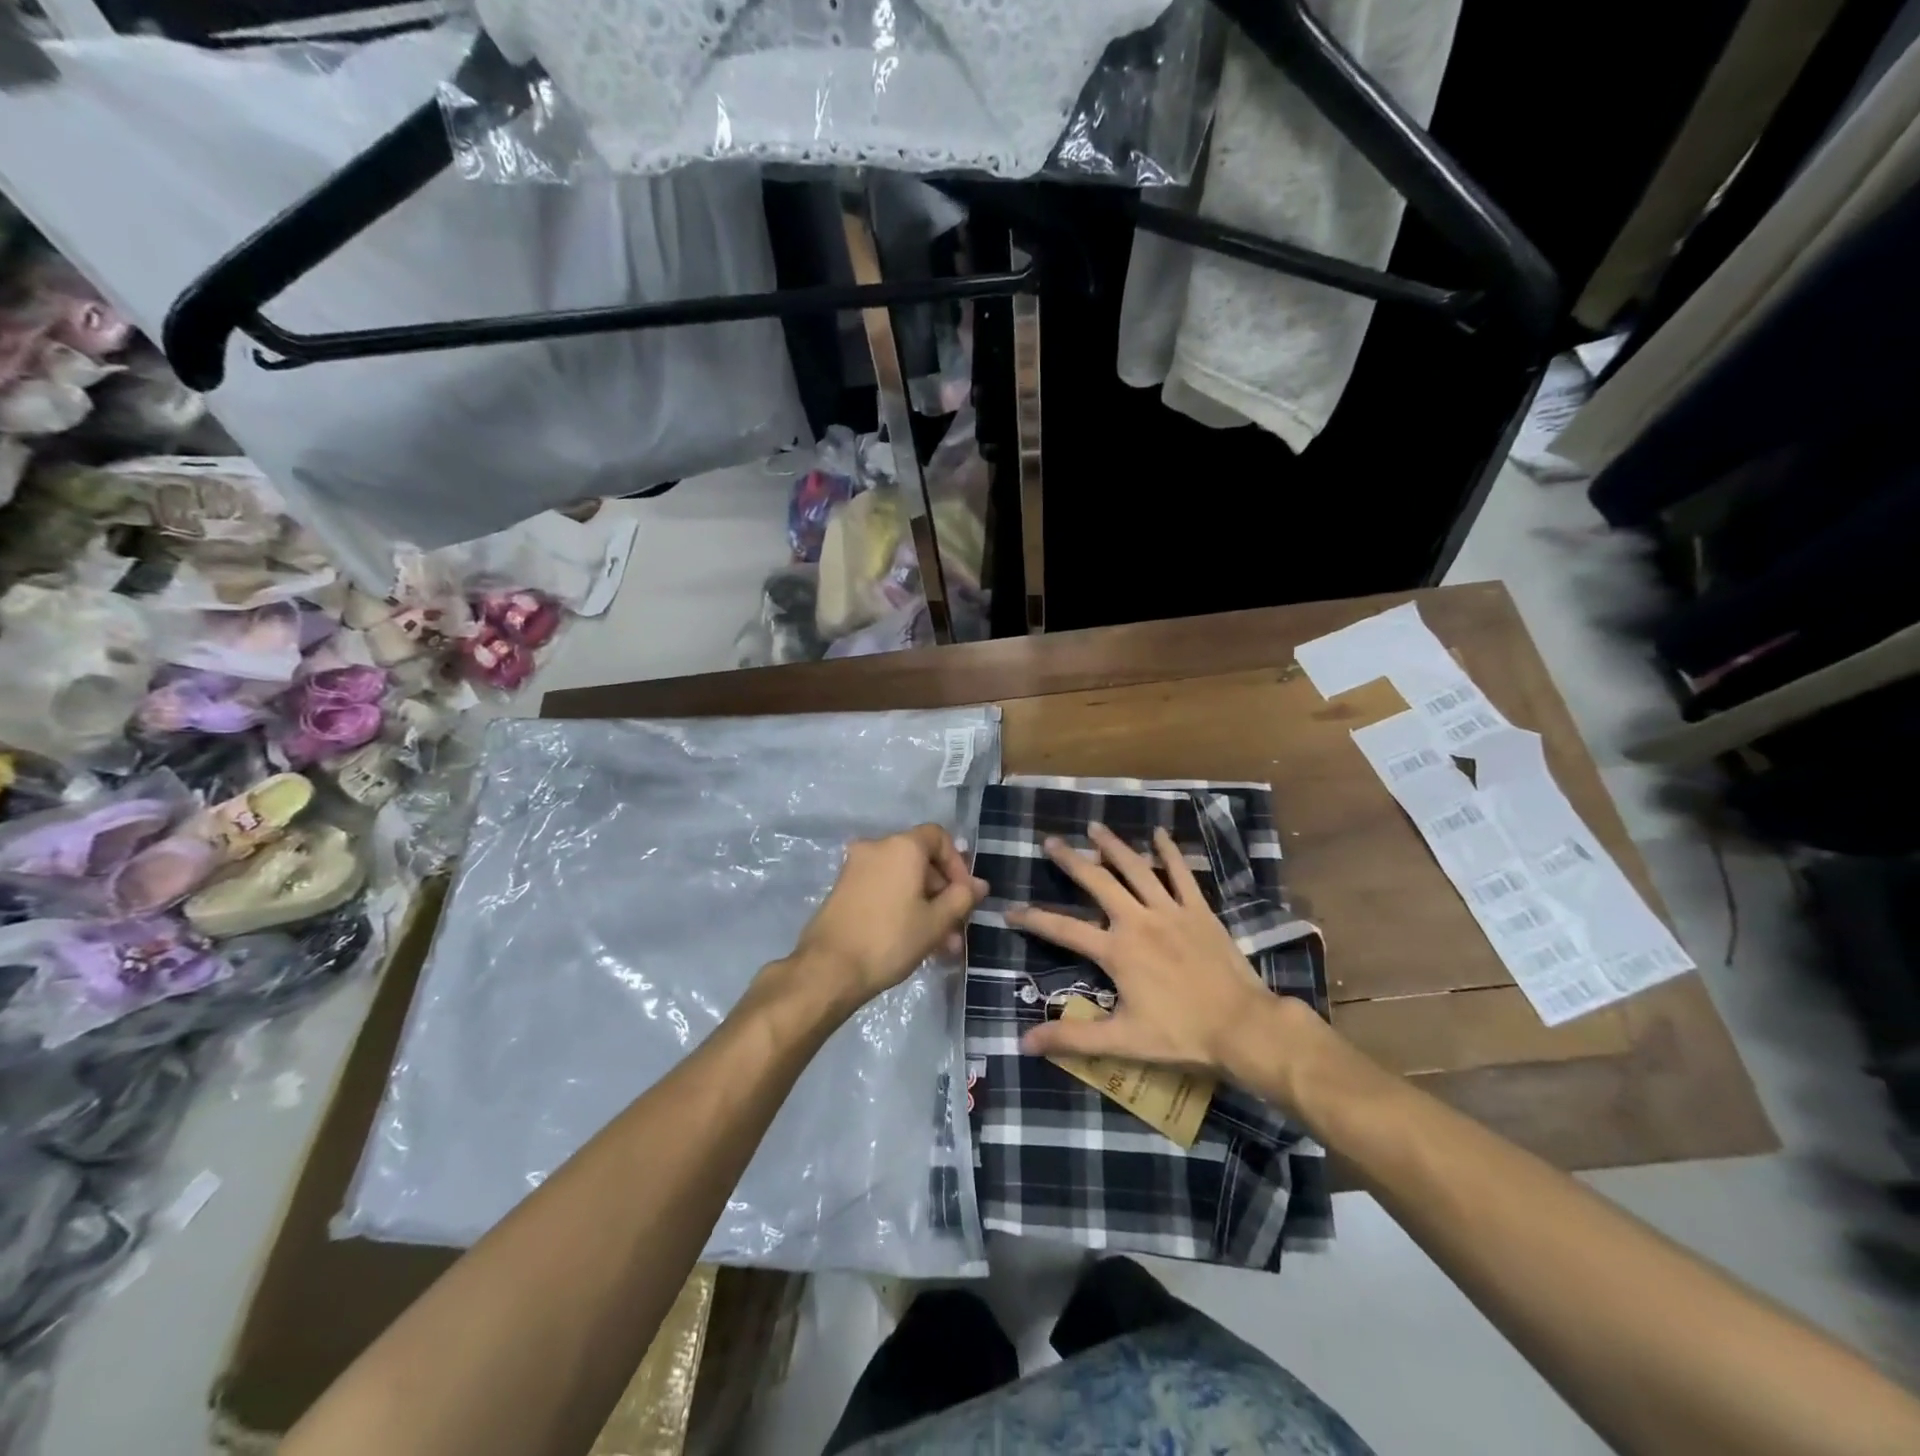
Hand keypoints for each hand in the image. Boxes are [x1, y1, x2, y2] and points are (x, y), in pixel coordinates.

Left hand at [786, 824, 987, 1011]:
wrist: (828, 969)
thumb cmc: (890, 938)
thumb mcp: (935, 921)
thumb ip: (961, 898)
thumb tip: (979, 885)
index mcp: (901, 846)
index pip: (938, 837)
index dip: (958, 863)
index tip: (965, 895)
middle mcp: (876, 847)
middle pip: (921, 860)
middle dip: (943, 893)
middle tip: (955, 928)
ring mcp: (856, 868)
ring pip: (903, 880)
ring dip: (925, 907)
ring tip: (941, 947)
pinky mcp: (844, 890)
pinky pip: (883, 889)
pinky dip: (902, 907)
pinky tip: (914, 942)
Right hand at [1009, 824, 1327, 1094]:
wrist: (1243, 1027)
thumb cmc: (1181, 1035)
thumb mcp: (1122, 1041)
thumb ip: (1073, 1038)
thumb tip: (1024, 1042)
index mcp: (1116, 951)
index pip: (1064, 929)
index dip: (1034, 918)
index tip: (1010, 910)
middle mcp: (1138, 921)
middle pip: (1097, 882)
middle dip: (1071, 860)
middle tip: (1050, 841)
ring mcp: (1171, 911)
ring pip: (1136, 869)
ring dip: (1113, 846)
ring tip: (1094, 827)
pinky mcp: (1199, 911)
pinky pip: (1182, 874)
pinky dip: (1170, 852)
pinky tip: (1160, 834)